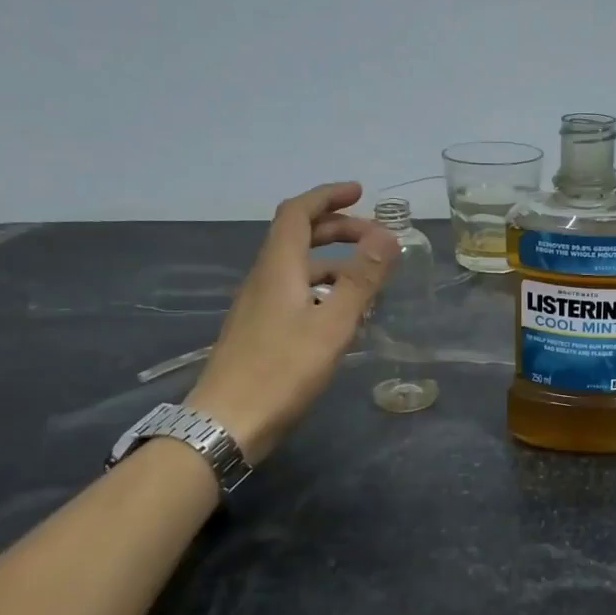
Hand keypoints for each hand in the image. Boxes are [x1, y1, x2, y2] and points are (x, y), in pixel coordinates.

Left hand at [185, 182, 397, 459]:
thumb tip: (387, 237)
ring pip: (298, 268)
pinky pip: (295, 293)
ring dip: (333, 262)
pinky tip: (342, 315)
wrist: (228, 422)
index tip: (360, 192)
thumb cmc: (282, 370)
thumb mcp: (332, 324)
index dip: (327, 197)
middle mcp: (264, 279)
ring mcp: (259, 306)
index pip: (298, 213)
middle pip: (298, 237)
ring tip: (369, 279)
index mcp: (278, 268)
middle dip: (337, 229)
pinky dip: (322, 289)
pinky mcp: (260, 331)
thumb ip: (361, 280)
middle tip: (376, 238)